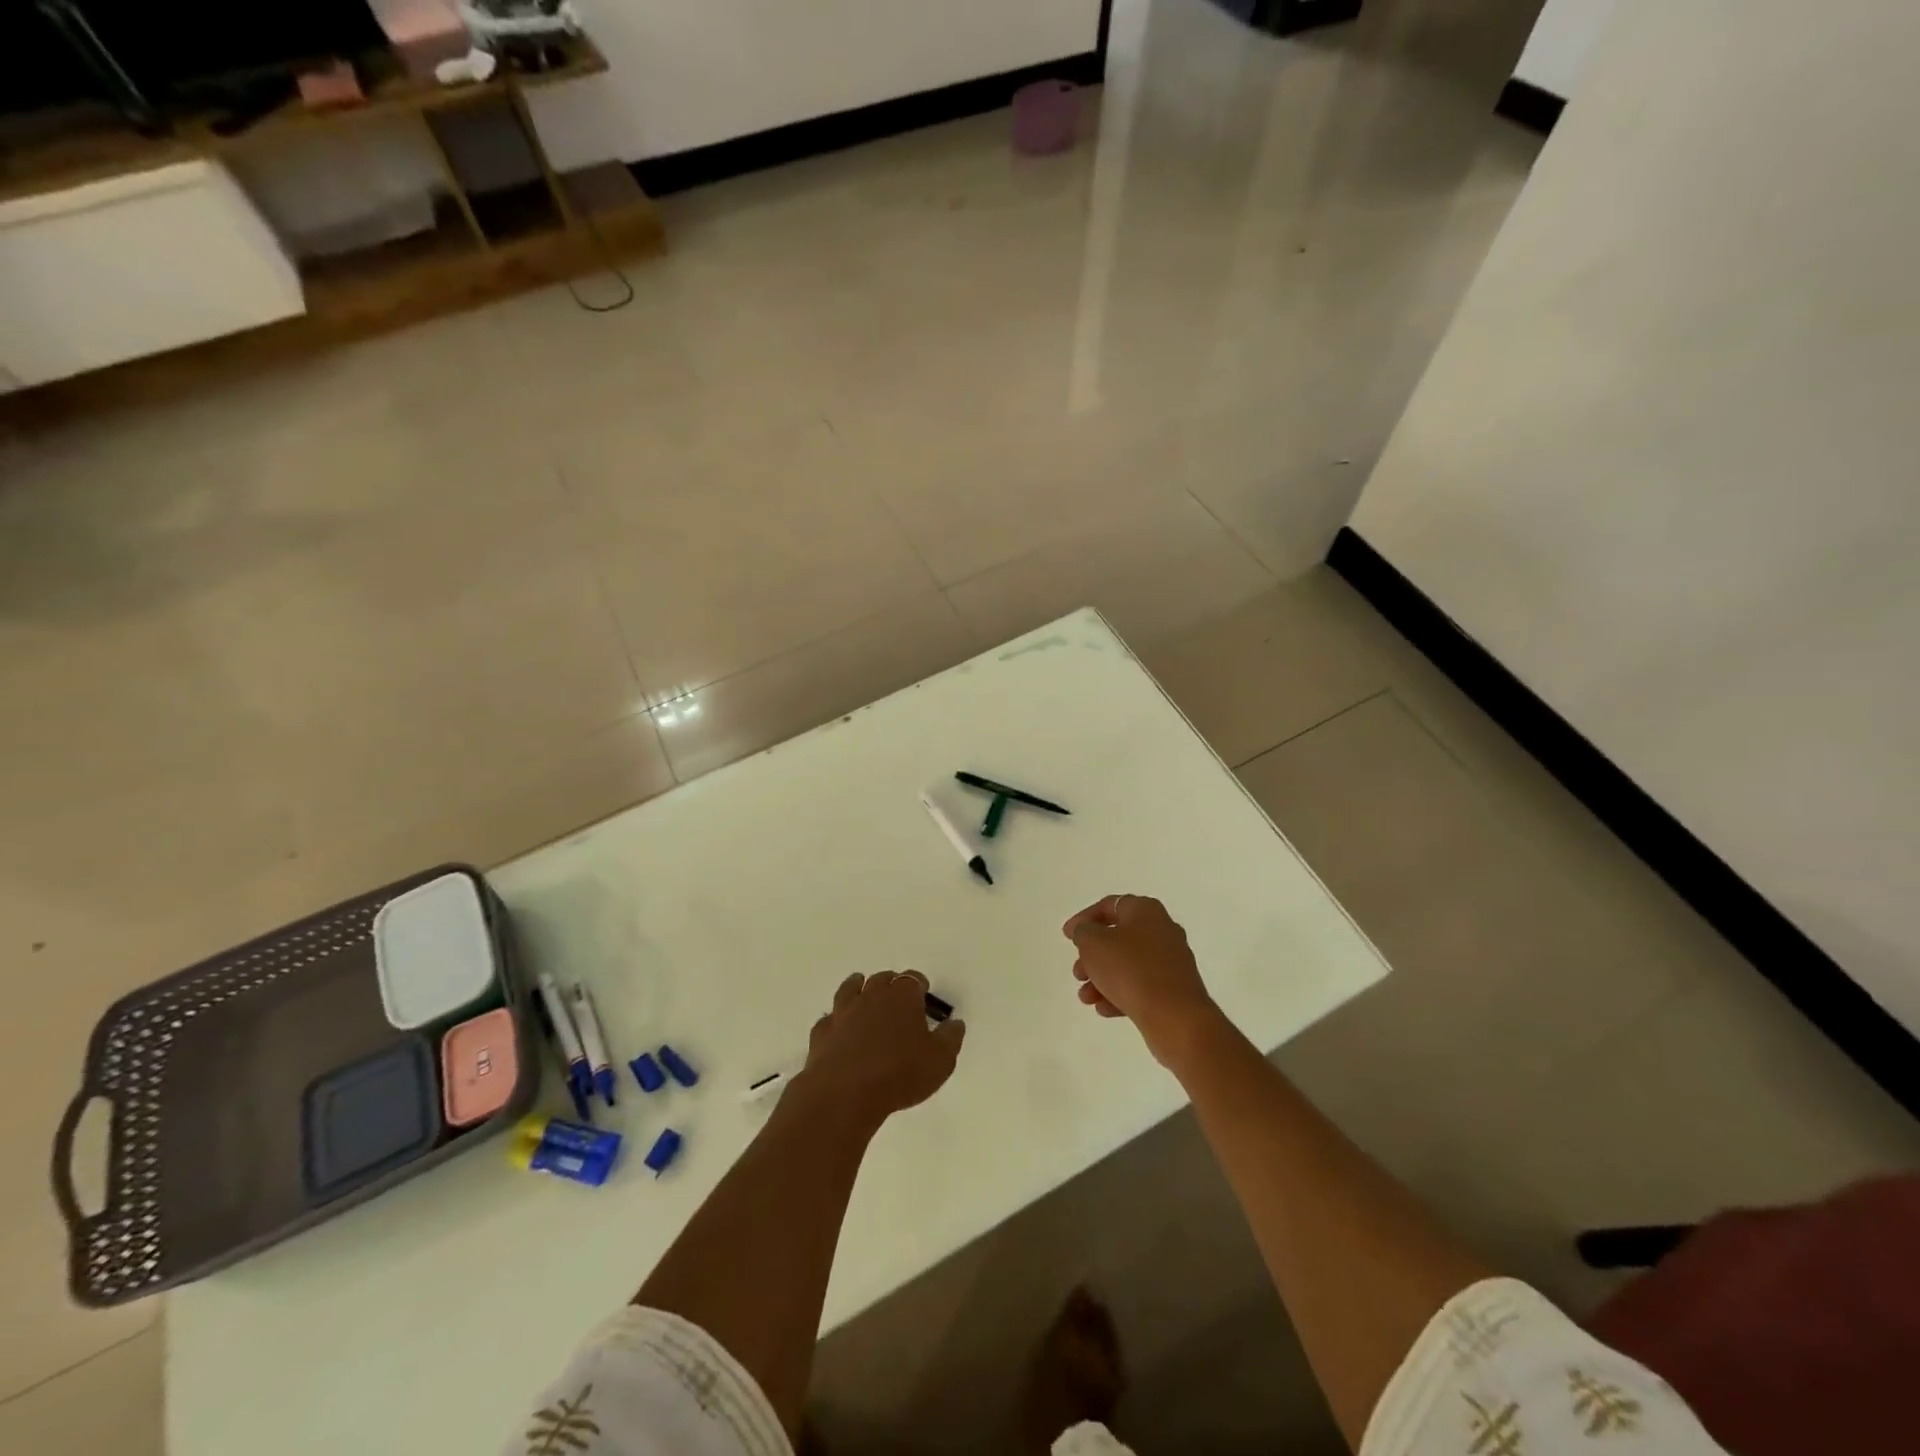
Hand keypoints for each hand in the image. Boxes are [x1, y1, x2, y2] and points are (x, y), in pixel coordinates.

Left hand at [792, 971, 965, 1131]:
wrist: (845, 1093)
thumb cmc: (900, 1073)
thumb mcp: (940, 1060)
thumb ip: (951, 1038)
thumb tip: (955, 1023)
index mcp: (902, 996)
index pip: (913, 979)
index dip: (920, 986)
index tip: (924, 996)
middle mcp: (871, 995)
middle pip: (882, 979)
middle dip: (891, 984)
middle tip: (898, 998)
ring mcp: (843, 1012)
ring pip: (851, 989)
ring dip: (859, 988)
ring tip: (862, 991)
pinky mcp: (822, 1033)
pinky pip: (830, 1018)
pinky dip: (836, 1019)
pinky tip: (839, 1027)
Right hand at [1063, 895, 1219, 1063]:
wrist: (1176, 1017)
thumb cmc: (1131, 970)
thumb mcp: (1094, 944)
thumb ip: (1083, 932)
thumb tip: (1086, 931)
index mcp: (1145, 910)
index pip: (1108, 906)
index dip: (1084, 919)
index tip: (1067, 936)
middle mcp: (1162, 930)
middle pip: (1118, 937)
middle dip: (1092, 956)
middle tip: (1078, 972)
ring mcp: (1171, 961)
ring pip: (1127, 964)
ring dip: (1102, 978)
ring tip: (1086, 997)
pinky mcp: (1175, 988)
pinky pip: (1141, 985)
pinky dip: (1120, 993)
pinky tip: (1104, 1009)